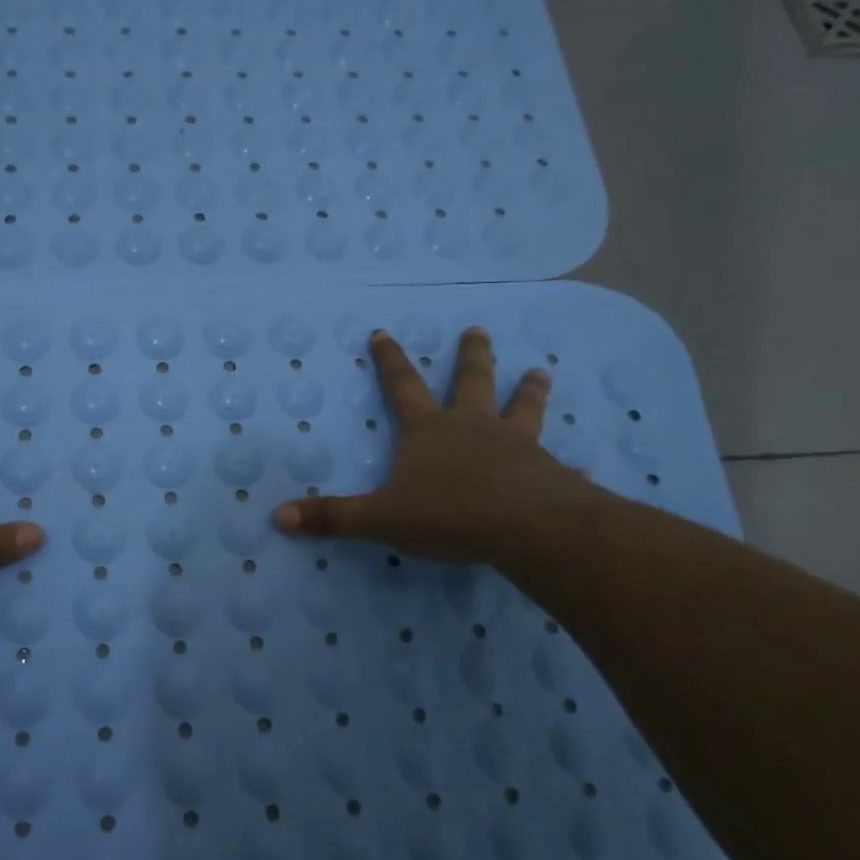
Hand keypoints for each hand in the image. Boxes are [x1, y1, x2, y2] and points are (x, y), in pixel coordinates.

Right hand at [272, 328, 594, 562]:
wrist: (530, 529)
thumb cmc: (450, 513)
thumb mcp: (381, 519)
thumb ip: (333, 517)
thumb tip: (278, 517)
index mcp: (430, 430)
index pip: (402, 386)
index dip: (390, 360)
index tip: (384, 331)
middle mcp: (473, 427)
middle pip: (471, 381)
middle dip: (471, 356)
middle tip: (477, 330)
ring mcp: (516, 446)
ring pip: (522, 409)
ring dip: (528, 390)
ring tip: (539, 372)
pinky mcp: (547, 472)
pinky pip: (556, 465)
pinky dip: (566, 465)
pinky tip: (581, 468)